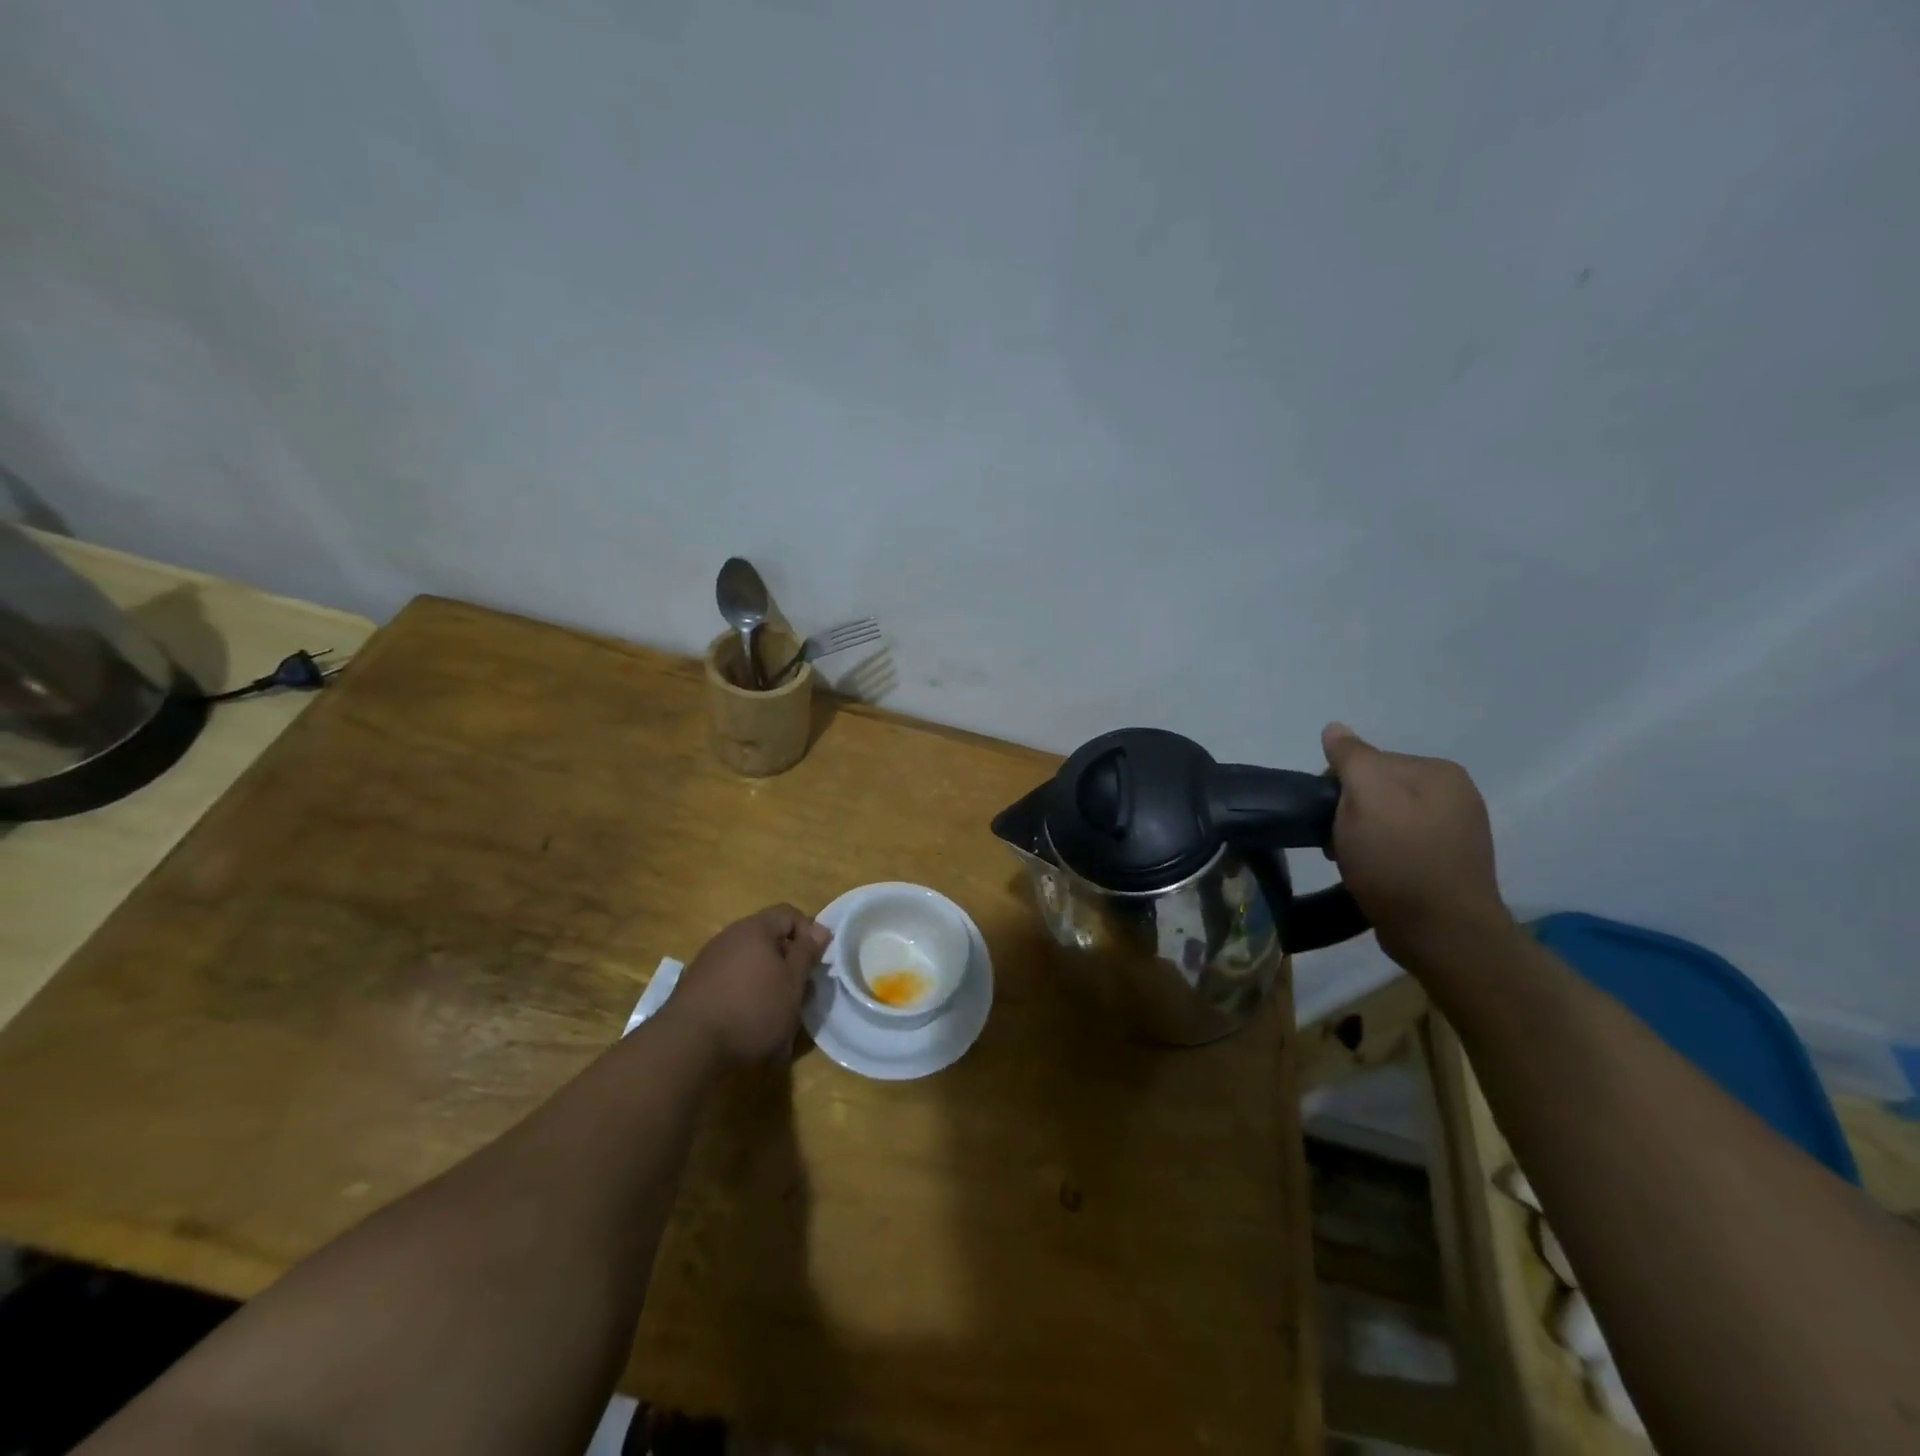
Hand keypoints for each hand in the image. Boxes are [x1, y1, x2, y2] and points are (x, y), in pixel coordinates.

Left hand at [664, 904, 832, 1066]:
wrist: (687, 1045)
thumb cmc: (752, 1008)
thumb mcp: (793, 982)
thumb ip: (807, 953)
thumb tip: (820, 929)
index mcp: (755, 929)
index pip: (789, 914)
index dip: (809, 933)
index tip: (817, 963)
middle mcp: (729, 937)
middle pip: (769, 942)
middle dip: (788, 968)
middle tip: (800, 996)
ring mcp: (709, 962)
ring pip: (751, 968)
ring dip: (768, 989)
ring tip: (778, 1023)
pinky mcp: (696, 988)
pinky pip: (732, 986)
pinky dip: (747, 1002)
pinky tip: (751, 1032)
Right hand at [1321, 723, 1513, 964]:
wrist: (1443, 934)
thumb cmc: (1398, 859)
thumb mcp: (1366, 797)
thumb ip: (1350, 758)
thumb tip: (1335, 728)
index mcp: (1438, 771)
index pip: (1367, 761)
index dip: (1337, 787)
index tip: (1328, 818)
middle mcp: (1455, 795)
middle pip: (1377, 790)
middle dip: (1350, 813)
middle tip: (1338, 845)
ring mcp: (1456, 832)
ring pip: (1385, 820)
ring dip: (1361, 838)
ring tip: (1354, 864)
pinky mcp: (1448, 866)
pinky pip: (1400, 847)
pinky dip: (1380, 857)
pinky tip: (1374, 876)